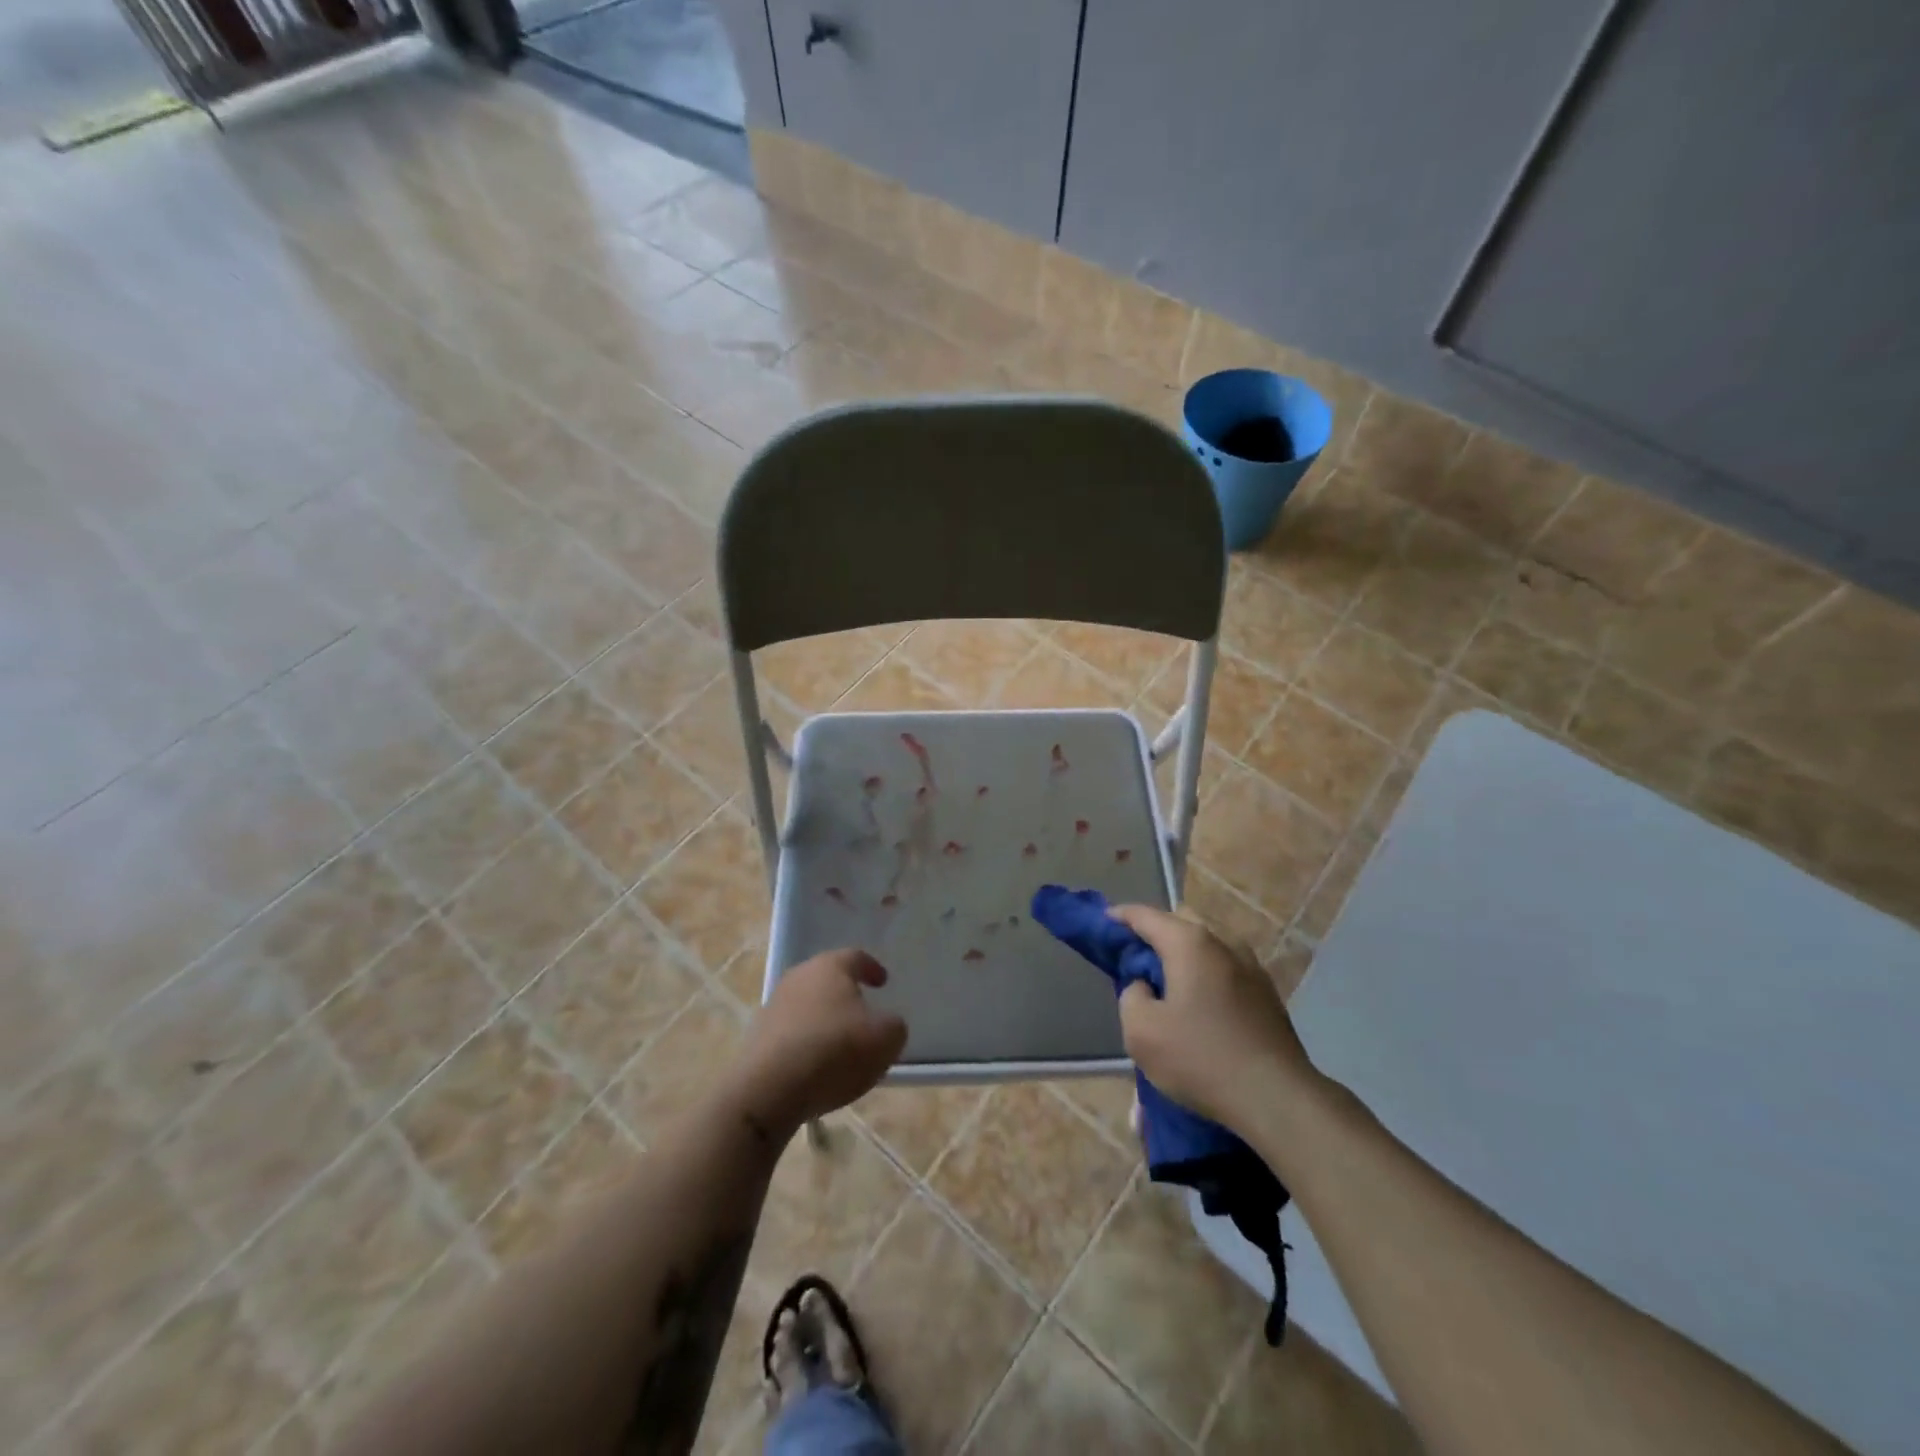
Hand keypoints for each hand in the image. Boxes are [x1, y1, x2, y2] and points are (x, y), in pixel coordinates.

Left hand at [730, 949, 907, 1138]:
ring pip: (807, 1005)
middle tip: (862, 1011)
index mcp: (830, 967)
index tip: (883, 981)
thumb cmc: (835, 1050)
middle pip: (827, 978)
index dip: (872, 968)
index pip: (855, 957)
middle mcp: (799, 977)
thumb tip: (886, 1024)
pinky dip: (806, 1041)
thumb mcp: (885, 1038)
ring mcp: (774, 1006)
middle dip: (845, 993)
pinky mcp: (758, 1037)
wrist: (770, 1088)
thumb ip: (893, 1025)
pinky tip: (816, 1064)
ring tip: (840, 1043)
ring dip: (824, 1019)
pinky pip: (791, 1032)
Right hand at [1109, 904, 1323, 1131]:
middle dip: (1155, 932)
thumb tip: (1145, 986)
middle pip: (1181, 922)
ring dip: (1183, 954)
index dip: (1120, 916)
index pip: (1146, 915)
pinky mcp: (1267, 994)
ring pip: (1207, 945)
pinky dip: (1205, 974)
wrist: (1277, 1099)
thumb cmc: (1200, 1058)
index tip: (1103, 922)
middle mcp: (1223, 943)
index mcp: (1189, 943)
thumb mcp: (1141, 1031)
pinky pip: (1225, 968)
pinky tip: (1199, 1004)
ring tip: (1167, 983)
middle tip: (1135, 958)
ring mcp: (1251, 967)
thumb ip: (1131, 995)